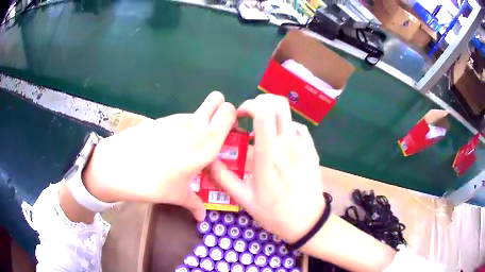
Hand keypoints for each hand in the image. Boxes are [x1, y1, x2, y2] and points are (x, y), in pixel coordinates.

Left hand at [82, 91, 235, 220]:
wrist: (118, 166)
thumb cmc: (154, 183)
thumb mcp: (178, 195)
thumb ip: (195, 205)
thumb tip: (202, 217)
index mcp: (207, 142)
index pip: (229, 111)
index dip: (232, 119)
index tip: (228, 135)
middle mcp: (194, 125)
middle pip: (216, 99)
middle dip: (219, 110)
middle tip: (213, 132)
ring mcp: (176, 119)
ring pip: (196, 112)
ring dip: (197, 124)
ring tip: (184, 149)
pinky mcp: (160, 119)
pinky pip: (178, 120)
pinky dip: (179, 129)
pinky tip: (166, 147)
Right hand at [209, 94, 324, 242]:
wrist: (307, 221)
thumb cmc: (274, 212)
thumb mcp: (244, 199)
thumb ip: (224, 178)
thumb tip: (208, 160)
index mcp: (268, 154)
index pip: (263, 111)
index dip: (250, 105)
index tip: (240, 115)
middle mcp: (287, 143)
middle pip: (278, 103)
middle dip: (261, 102)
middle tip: (251, 116)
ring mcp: (302, 145)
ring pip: (288, 113)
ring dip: (273, 115)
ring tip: (264, 132)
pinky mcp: (311, 150)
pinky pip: (298, 128)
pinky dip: (286, 128)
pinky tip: (282, 143)